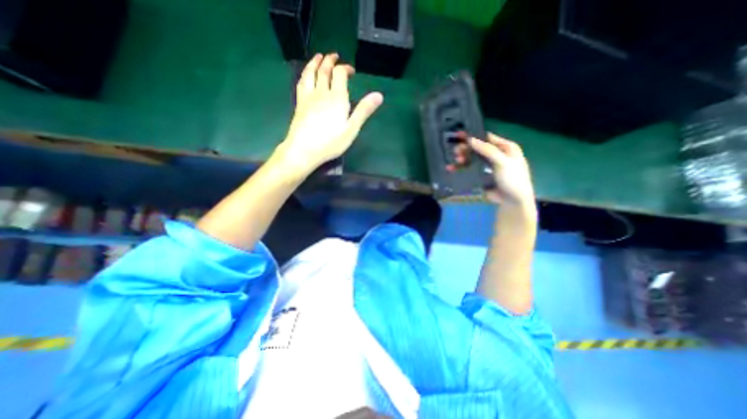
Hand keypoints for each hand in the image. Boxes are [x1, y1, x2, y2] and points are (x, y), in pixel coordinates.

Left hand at [276, 53, 387, 175]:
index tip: (351, 71)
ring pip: (310, 73)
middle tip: (334, 56)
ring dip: (315, 62)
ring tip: (319, 57)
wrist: (304, 150)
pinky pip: (301, 82)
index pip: (340, 74)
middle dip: (330, 61)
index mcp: (337, 98)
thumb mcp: (352, 129)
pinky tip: (306, 75)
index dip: (345, 68)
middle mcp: (322, 92)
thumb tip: (379, 95)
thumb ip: (364, 111)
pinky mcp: (299, 103)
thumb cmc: (331, 142)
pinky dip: (305, 74)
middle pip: (325, 70)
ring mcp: (308, 97)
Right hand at [459, 132, 533, 207]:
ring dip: (462, 158)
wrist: (512, 200)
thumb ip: (487, 150)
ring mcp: (486, 165)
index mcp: (504, 147)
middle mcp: (495, 154)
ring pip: (471, 158)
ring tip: (456, 160)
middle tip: (456, 151)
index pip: (486, 137)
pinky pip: (468, 169)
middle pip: (476, 148)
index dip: (473, 135)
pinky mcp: (479, 175)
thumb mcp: (503, 162)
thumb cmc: (512, 178)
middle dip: (465, 148)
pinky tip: (451, 168)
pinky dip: (460, 168)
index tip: (459, 135)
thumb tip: (470, 139)